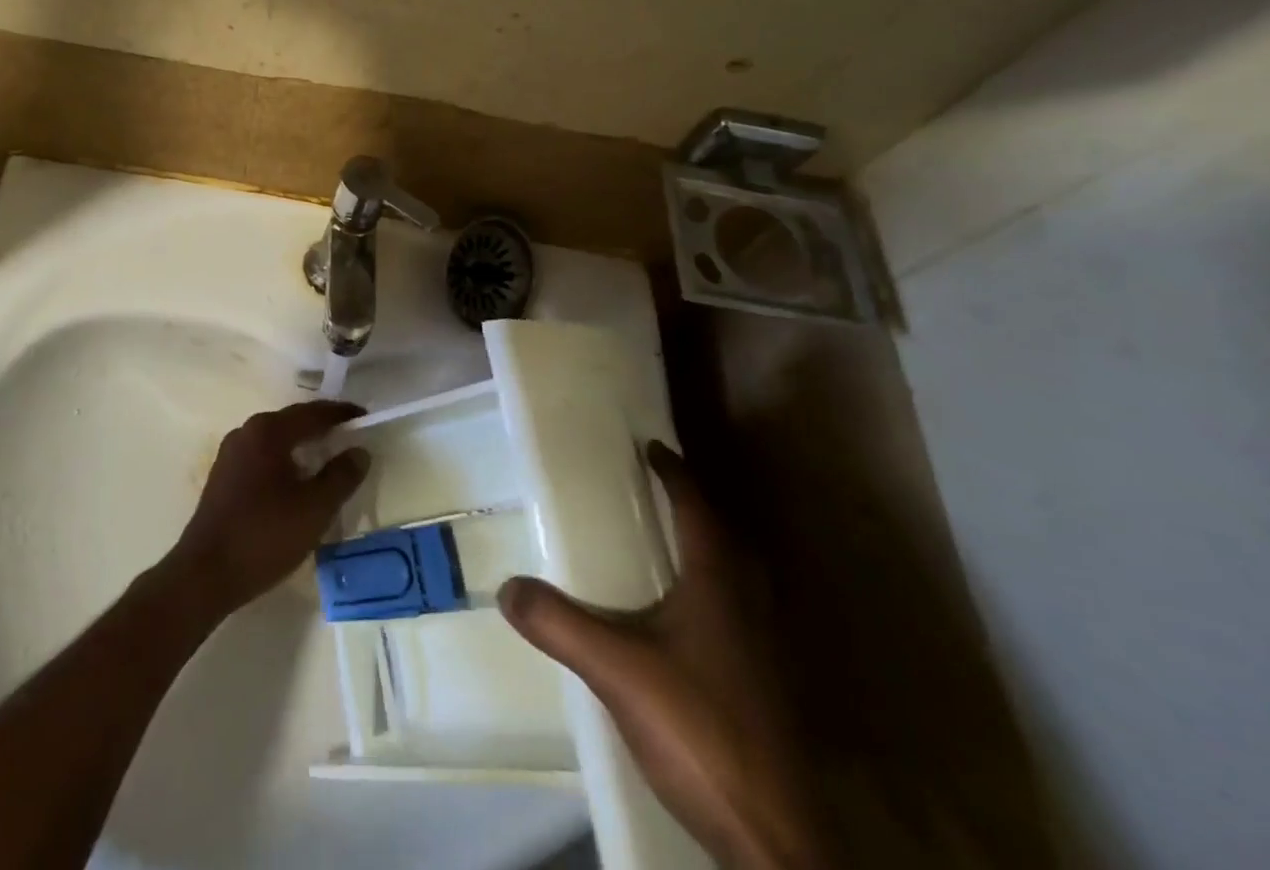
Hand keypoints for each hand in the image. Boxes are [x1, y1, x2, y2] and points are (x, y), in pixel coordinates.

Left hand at [170, 400, 369, 614]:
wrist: (205, 574)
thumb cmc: (264, 535)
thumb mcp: (315, 508)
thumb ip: (342, 476)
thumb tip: (359, 451)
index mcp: (268, 430)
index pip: (313, 412)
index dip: (342, 414)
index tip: (365, 417)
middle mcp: (247, 431)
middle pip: (293, 421)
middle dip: (322, 428)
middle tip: (351, 437)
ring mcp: (231, 453)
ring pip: (277, 439)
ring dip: (303, 445)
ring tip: (329, 459)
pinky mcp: (223, 475)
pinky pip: (263, 456)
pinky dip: (285, 460)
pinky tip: (297, 481)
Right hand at [499, 444, 825, 869]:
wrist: (771, 837)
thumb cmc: (698, 728)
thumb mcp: (615, 669)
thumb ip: (560, 624)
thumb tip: (507, 587)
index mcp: (719, 584)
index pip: (698, 510)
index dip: (676, 474)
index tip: (655, 448)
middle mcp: (750, 607)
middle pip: (728, 539)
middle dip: (696, 509)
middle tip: (661, 493)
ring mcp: (766, 652)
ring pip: (740, 580)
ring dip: (709, 552)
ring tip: (670, 548)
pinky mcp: (766, 690)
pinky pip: (740, 616)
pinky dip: (713, 596)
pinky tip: (685, 624)